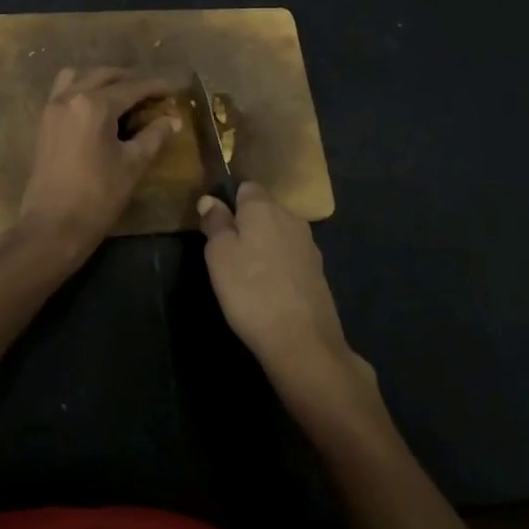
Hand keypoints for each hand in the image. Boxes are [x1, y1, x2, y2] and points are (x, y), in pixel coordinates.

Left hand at [12, 68, 177, 264]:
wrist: (52, 226)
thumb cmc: (97, 196)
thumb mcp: (133, 165)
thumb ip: (154, 136)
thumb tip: (172, 120)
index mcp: (93, 105)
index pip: (133, 87)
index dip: (157, 85)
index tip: (178, 86)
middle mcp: (70, 96)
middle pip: (106, 75)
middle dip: (132, 79)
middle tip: (156, 91)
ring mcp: (53, 107)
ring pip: (82, 76)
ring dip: (105, 79)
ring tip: (126, 94)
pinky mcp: (45, 121)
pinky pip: (65, 90)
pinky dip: (84, 88)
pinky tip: (100, 107)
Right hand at [197, 183, 374, 400]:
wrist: (301, 340)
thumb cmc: (250, 291)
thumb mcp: (219, 255)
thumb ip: (215, 223)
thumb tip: (210, 199)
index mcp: (264, 207)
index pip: (246, 187)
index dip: (230, 202)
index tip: (216, 226)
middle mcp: (291, 218)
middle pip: (264, 210)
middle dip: (247, 225)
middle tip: (227, 254)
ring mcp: (309, 245)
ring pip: (279, 234)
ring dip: (264, 247)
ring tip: (247, 275)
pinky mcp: (318, 272)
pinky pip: (291, 258)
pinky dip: (279, 267)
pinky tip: (269, 290)